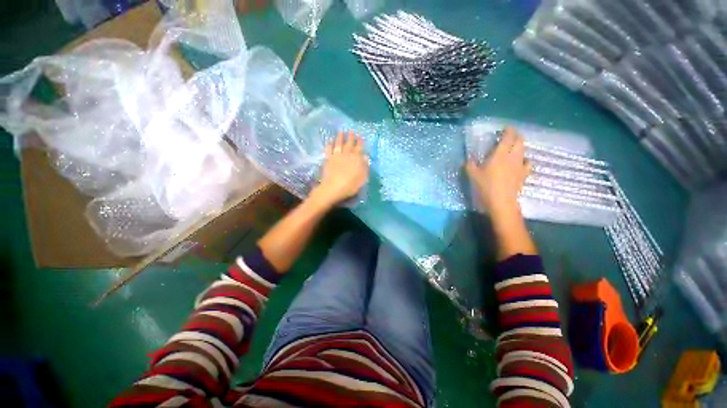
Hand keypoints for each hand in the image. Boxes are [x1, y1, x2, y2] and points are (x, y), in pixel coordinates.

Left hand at [311, 131, 368, 207]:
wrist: (333, 188)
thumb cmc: (350, 185)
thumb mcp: (362, 178)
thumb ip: (365, 167)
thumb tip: (366, 157)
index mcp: (356, 159)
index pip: (359, 148)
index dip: (360, 142)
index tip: (360, 136)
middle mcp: (346, 155)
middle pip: (349, 144)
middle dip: (351, 137)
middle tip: (351, 130)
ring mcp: (336, 156)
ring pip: (339, 144)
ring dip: (340, 137)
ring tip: (341, 131)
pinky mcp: (328, 159)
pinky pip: (329, 149)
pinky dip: (330, 144)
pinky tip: (330, 140)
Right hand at [466, 127, 531, 216]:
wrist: (501, 202)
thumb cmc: (486, 186)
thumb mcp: (473, 175)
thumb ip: (470, 165)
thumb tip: (468, 160)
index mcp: (500, 154)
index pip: (508, 137)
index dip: (508, 130)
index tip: (505, 128)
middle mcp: (513, 157)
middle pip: (520, 141)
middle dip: (516, 136)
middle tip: (509, 137)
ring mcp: (520, 166)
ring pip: (524, 151)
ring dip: (519, 147)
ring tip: (513, 149)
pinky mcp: (524, 175)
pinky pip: (527, 163)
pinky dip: (524, 160)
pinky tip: (520, 163)